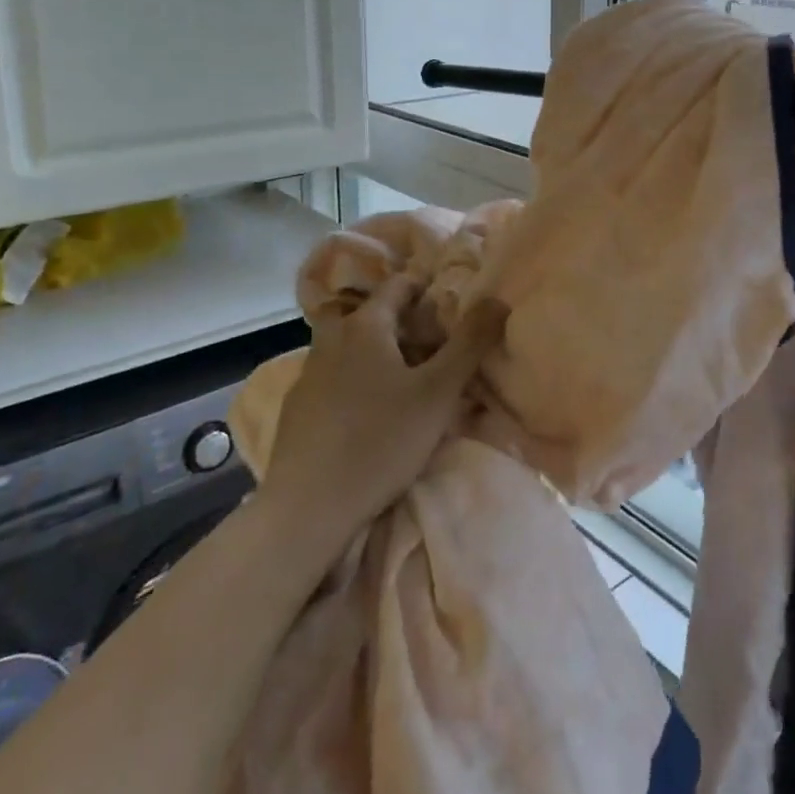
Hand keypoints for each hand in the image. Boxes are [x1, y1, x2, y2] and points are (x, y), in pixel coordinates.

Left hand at [261, 275, 506, 546]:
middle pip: (374, 316)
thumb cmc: (380, 440)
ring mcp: (308, 374)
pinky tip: (372, 414)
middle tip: (437, 348)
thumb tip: (497, 298)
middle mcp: (331, 340)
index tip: (451, 306)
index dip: (427, 289)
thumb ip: (471, 342)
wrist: (307, 508)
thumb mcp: (439, 391)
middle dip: (406, 325)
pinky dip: (358, 382)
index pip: (399, 285)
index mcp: (365, 326)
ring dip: (381, 354)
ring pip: (353, 348)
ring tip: (409, 382)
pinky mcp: (298, 409)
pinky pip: (336, 379)